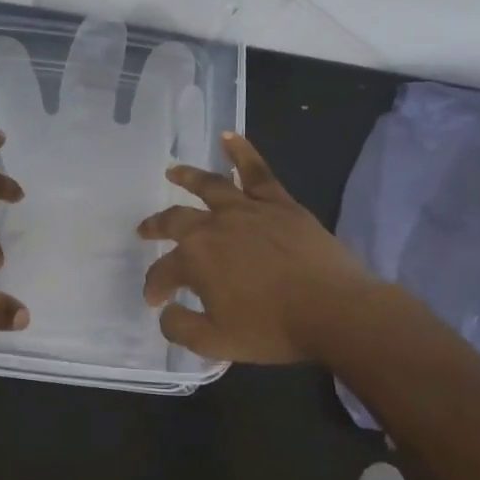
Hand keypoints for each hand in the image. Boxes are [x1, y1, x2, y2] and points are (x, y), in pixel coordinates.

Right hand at [138, 132, 377, 363]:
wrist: (335, 311)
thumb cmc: (273, 329)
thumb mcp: (216, 342)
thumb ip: (181, 328)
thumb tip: (166, 313)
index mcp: (196, 260)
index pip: (163, 271)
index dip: (155, 286)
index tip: (156, 301)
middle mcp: (214, 227)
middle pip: (175, 221)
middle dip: (156, 226)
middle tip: (145, 231)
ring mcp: (248, 210)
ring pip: (210, 185)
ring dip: (187, 177)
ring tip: (173, 171)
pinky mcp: (280, 204)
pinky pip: (257, 172)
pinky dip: (241, 151)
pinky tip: (229, 136)